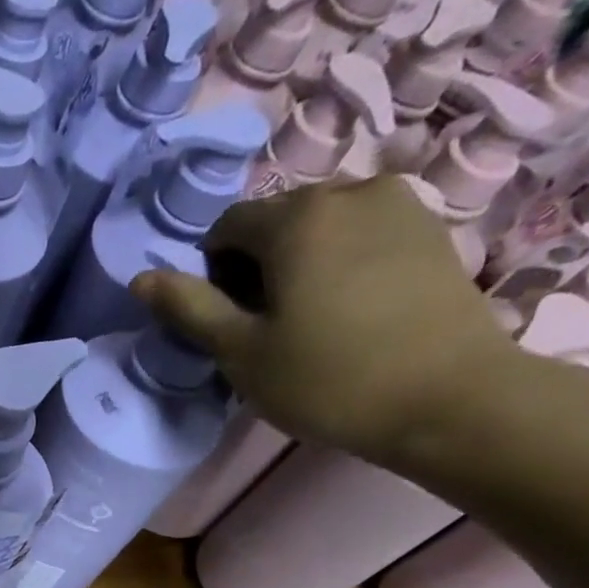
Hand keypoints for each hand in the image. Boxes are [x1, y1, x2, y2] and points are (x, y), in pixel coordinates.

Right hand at [133, 177, 521, 463]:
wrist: (447, 397)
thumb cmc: (327, 379)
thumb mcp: (240, 351)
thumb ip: (189, 309)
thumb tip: (141, 278)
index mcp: (296, 217)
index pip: (226, 227)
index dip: (212, 274)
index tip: (229, 322)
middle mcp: (349, 189)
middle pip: (275, 220)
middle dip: (256, 265)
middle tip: (266, 327)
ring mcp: (399, 204)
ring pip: (320, 226)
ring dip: (299, 264)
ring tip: (310, 320)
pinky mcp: (431, 227)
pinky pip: (361, 233)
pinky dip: (341, 263)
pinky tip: (350, 311)